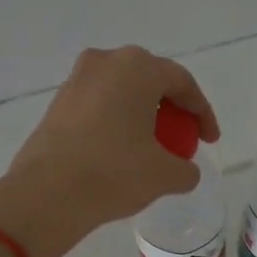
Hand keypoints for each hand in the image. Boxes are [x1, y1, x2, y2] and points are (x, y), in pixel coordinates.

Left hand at [0, 46, 219, 256]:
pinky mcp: (57, 103)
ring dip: (142, 114)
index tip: (210, 140)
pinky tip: (121, 150)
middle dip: (171, 108)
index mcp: (137, 67)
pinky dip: (116, 122)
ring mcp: (76, 80)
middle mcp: (105, 62)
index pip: (182, 83)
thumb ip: (186, 169)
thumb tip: (184, 171)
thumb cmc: (114, 172)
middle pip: (150, 80)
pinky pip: (99, 105)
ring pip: (122, 92)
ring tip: (152, 146)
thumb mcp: (165, 175)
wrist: (47, 193)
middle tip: (183, 137)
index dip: (202, 113)